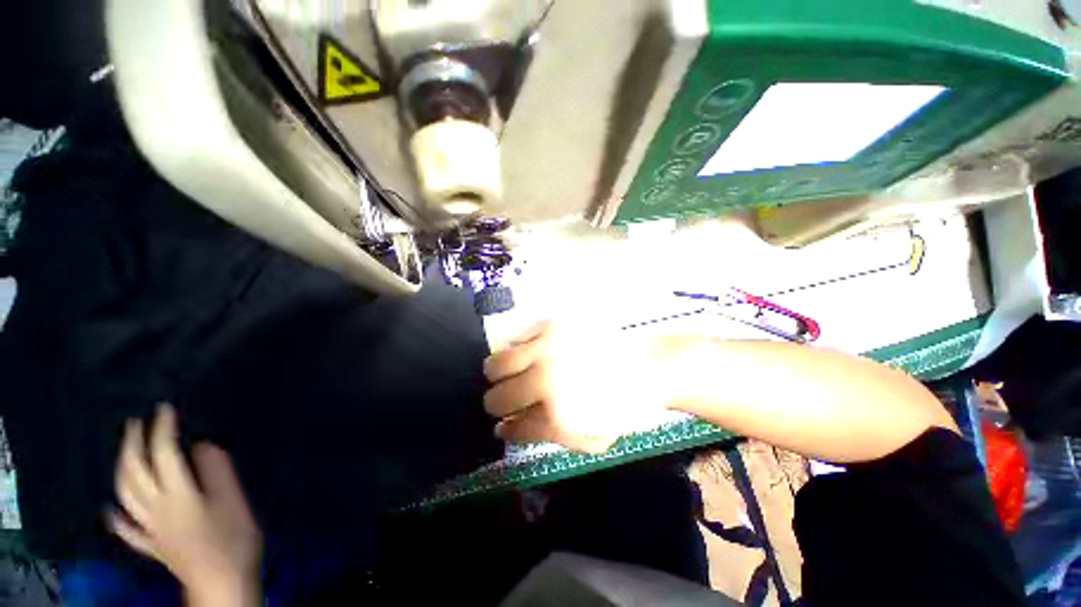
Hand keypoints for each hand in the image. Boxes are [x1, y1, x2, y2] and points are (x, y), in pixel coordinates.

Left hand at [110, 404, 261, 598]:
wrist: (221, 582)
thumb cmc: (234, 539)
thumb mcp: (234, 502)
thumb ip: (218, 472)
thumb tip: (203, 445)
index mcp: (178, 496)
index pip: (164, 455)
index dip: (162, 429)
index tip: (165, 409)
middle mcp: (155, 509)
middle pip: (134, 473)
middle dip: (132, 445)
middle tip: (134, 423)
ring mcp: (149, 529)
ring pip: (124, 495)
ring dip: (121, 469)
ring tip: (123, 451)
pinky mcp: (151, 545)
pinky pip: (126, 529)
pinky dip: (116, 517)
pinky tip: (110, 510)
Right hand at [483, 321, 671, 452]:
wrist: (648, 367)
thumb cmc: (622, 407)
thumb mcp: (589, 439)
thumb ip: (545, 435)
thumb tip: (505, 428)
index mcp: (556, 413)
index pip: (511, 427)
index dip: (505, 428)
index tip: (504, 425)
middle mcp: (546, 378)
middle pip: (495, 396)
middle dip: (496, 403)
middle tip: (509, 399)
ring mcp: (546, 347)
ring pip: (496, 363)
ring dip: (499, 375)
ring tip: (514, 375)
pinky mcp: (551, 324)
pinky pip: (516, 338)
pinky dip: (517, 350)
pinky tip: (531, 354)